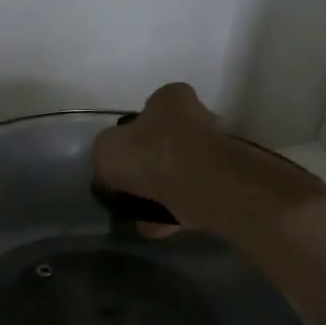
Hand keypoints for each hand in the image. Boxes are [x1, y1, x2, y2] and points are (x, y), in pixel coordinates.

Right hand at [93, 84, 225, 226]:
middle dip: (146, 170)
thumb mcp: (106, 149)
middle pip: (164, 145)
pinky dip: (172, 211)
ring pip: (176, 174)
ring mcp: (213, 152)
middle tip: (127, 191)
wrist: (199, 184)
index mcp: (170, 99)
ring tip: (138, 216)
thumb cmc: (150, 153)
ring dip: (157, 195)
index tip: (120, 160)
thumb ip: (104, 158)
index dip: (131, 135)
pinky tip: (155, 226)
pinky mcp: (221, 182)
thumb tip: (108, 175)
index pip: (149, 111)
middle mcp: (198, 118)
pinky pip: (188, 197)